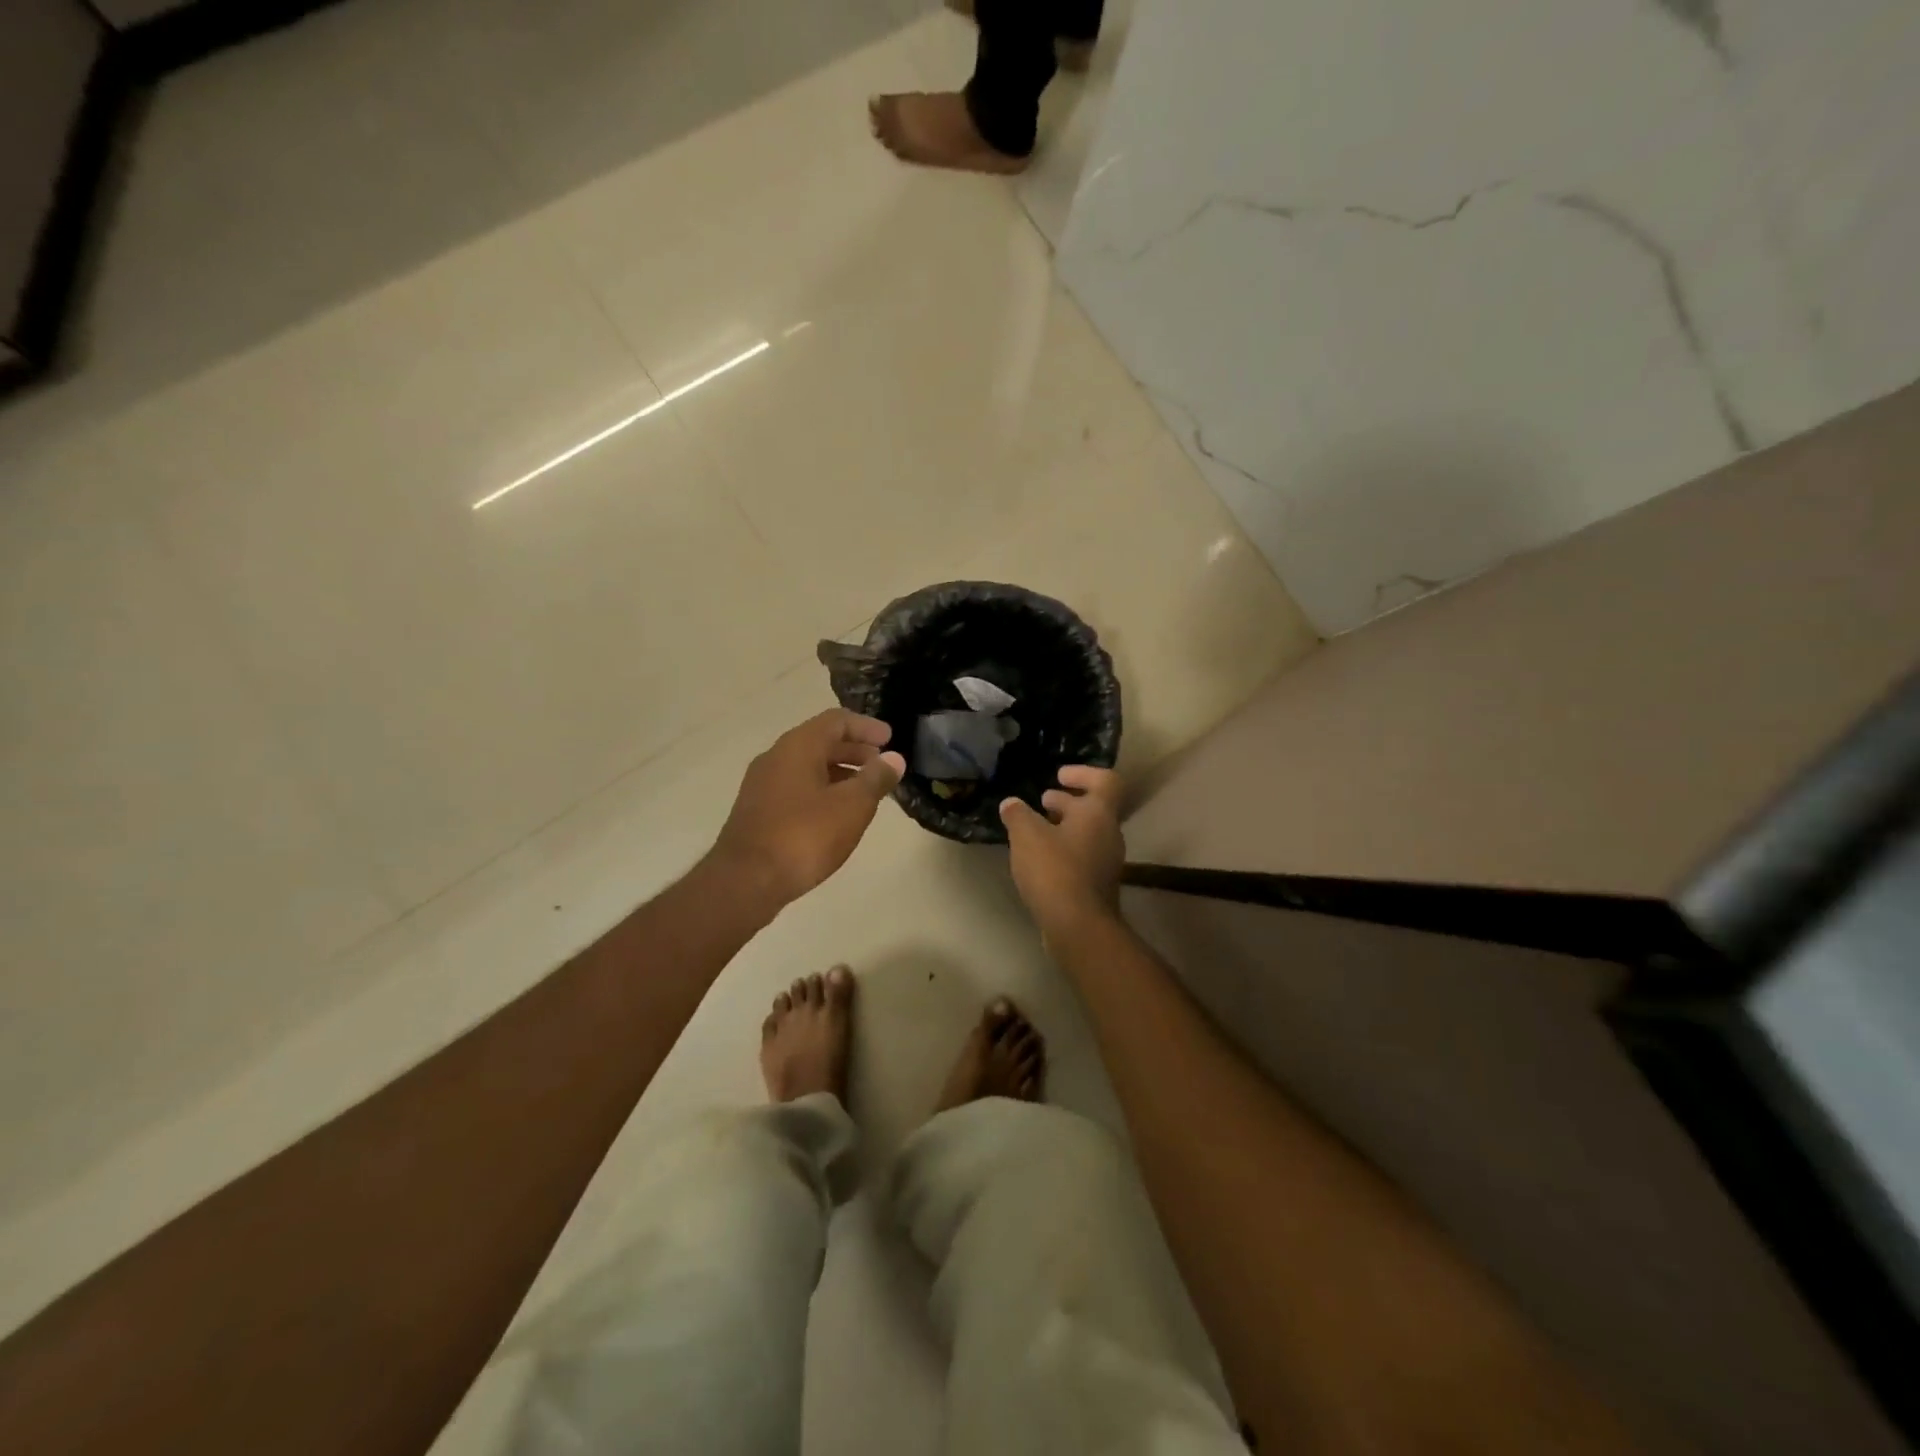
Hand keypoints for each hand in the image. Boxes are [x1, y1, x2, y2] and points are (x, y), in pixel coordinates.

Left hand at [712, 710, 905, 906]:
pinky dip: (822, 789)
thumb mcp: (851, 806)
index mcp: (798, 746)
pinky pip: (796, 786)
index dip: (866, 727)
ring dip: (839, 771)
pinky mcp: (757, 810)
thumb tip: (894, 759)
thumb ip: (875, 779)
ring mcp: (762, 784)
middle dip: (854, 749)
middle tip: (881, 764)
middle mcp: (776, 757)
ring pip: (807, 765)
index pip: (836, 721)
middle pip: (820, 741)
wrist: (746, 881)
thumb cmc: (804, 836)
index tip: (890, 739)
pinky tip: (836, 813)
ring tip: (865, 791)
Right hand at [1000, 765, 1124, 933]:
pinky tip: (1039, 859)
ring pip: (1087, 833)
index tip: (1059, 775)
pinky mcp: (1097, 885)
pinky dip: (1063, 849)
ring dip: (1064, 826)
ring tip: (1036, 829)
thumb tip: (1011, 803)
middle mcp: (1109, 834)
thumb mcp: (1026, 836)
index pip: (1105, 780)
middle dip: (1067, 801)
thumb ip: (1018, 815)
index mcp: (1098, 814)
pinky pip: (1082, 856)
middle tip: (1043, 800)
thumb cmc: (1055, 870)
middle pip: (1094, 808)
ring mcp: (1106, 862)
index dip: (1083, 773)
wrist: (1078, 926)